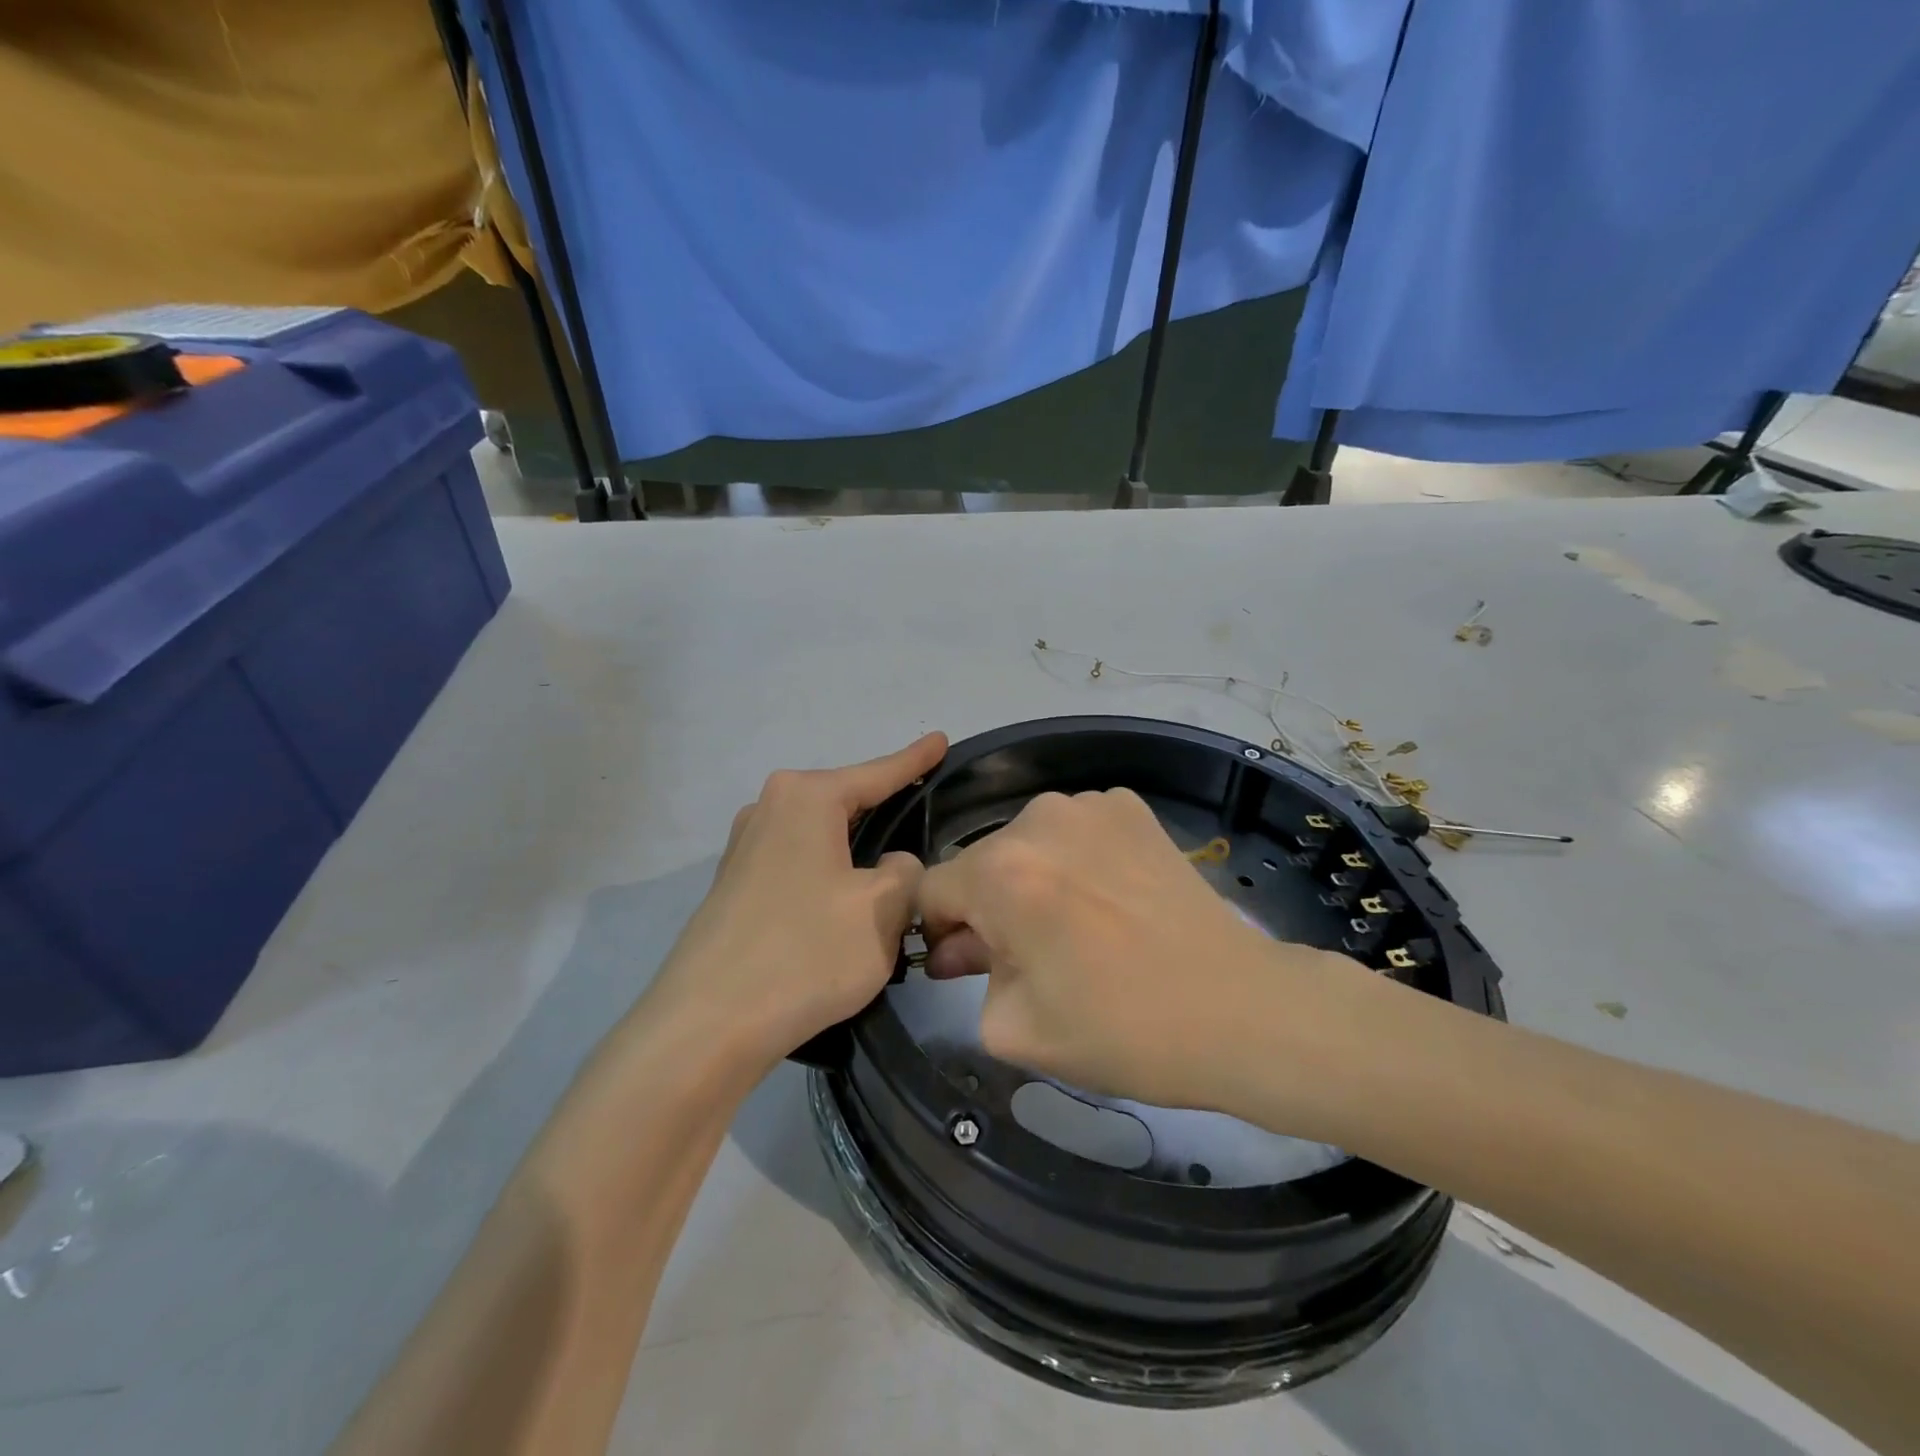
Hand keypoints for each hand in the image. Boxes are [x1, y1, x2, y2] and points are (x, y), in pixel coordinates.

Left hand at [645, 733, 947, 1072]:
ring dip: (856, 851)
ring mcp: (745, 848)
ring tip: (891, 870)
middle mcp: (770, 808)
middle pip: (846, 802)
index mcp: (807, 798)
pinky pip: (800, 864)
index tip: (940, 740)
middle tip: (924, 815)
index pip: (877, 773)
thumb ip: (906, 873)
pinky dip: (829, 875)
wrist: (707, 1025)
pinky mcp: (735, 887)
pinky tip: (844, 904)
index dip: (915, 760)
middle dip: (885, 809)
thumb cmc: (805, 952)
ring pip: (822, 837)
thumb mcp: (883, 909)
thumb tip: (891, 866)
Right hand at [917, 787, 1377, 1114]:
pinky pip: (1076, 830)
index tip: (967, 963)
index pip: (930, 888)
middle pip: (982, 863)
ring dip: (1033, 878)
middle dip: (988, 906)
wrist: (1239, 1009)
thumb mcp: (1014, 1027)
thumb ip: (966, 975)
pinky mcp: (1131, 806)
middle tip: (1029, 956)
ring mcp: (1090, 805)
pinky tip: (1112, 899)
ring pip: (1028, 843)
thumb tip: (960, 944)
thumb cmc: (1120, 1029)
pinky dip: (1078, 859)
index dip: (938, 931)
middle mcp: (1037, 819)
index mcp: (1001, 872)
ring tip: (1078, 926)